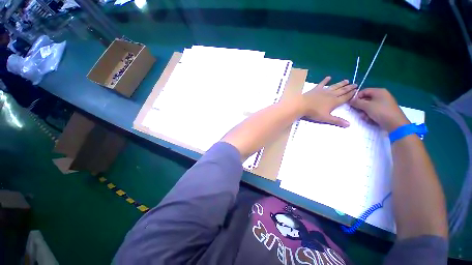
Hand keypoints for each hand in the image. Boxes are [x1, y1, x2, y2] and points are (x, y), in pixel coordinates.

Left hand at [301, 76, 356, 126]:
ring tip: (347, 80)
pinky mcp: (316, 89)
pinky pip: (321, 83)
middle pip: (342, 90)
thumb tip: (349, 125)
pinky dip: (325, 80)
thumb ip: (337, 121)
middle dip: (349, 88)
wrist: (302, 105)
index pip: (345, 97)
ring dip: (341, 83)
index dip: (352, 94)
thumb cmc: (314, 112)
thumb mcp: (326, 118)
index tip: (357, 90)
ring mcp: (323, 91)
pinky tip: (328, 77)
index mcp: (334, 102)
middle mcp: (331, 95)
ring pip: (334, 86)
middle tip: (355, 84)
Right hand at [350, 88, 408, 131]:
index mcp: (379, 91)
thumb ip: (357, 102)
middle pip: (366, 99)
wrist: (395, 123)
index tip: (351, 104)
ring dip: (364, 112)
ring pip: (369, 106)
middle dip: (360, 106)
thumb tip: (350, 100)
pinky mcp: (384, 110)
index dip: (356, 97)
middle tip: (357, 111)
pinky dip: (370, 114)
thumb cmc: (381, 112)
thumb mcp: (366, 106)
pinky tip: (369, 119)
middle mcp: (382, 96)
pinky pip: (373, 110)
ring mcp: (384, 103)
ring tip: (364, 117)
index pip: (363, 91)